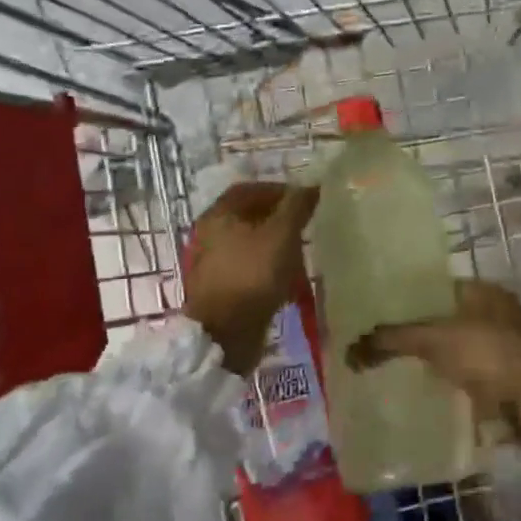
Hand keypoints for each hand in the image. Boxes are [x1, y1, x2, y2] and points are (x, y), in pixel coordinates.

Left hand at [183, 181, 319, 375]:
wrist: (225, 335)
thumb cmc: (253, 276)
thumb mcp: (282, 235)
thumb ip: (296, 207)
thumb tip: (311, 185)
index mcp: (218, 215)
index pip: (248, 190)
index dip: (278, 190)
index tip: (304, 199)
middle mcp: (209, 235)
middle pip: (248, 217)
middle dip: (279, 220)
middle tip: (306, 227)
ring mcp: (212, 264)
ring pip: (249, 245)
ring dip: (276, 247)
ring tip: (301, 255)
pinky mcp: (220, 290)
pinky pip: (248, 270)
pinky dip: (268, 270)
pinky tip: (287, 282)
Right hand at [347, 280, 520, 442]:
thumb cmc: (487, 354)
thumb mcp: (433, 339)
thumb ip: (392, 340)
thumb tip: (349, 351)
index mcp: (484, 291)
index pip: (439, 288)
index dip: (411, 300)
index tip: (384, 316)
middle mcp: (499, 313)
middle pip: (449, 320)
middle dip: (423, 333)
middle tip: (388, 347)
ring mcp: (507, 347)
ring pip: (461, 349)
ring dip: (440, 360)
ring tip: (403, 372)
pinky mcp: (510, 378)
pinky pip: (472, 377)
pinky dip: (455, 384)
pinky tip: (431, 393)